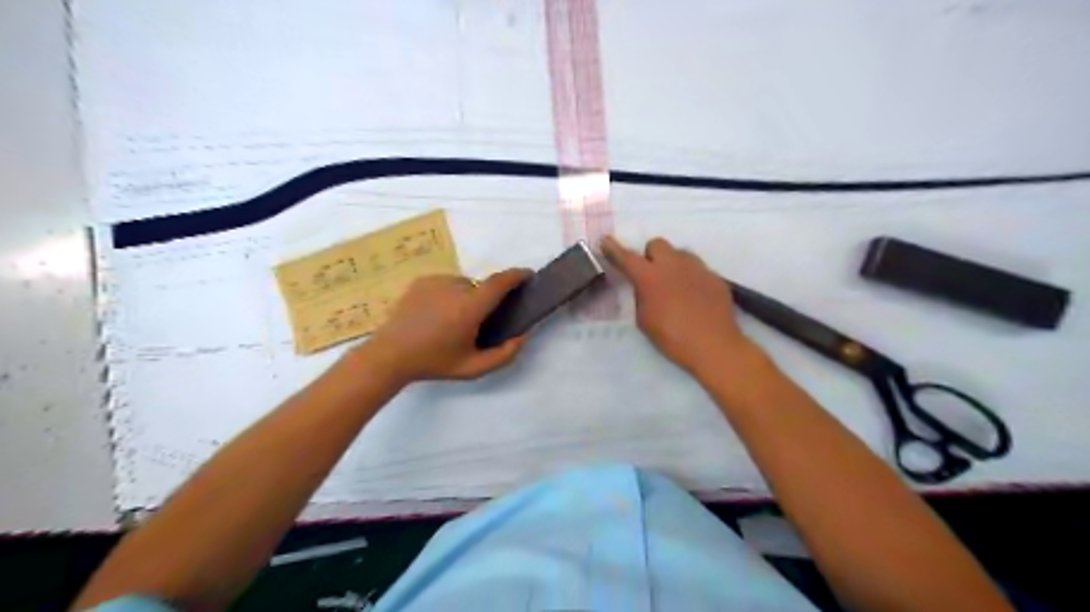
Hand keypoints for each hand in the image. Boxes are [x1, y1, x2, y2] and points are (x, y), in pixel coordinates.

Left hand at [362, 268, 533, 381]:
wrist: (390, 355)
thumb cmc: (434, 363)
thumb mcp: (473, 368)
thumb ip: (504, 355)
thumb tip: (523, 335)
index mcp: (469, 307)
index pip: (500, 282)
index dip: (517, 275)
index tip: (528, 275)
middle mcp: (455, 287)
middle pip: (482, 287)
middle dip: (486, 301)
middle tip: (478, 323)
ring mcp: (436, 281)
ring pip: (464, 285)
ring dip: (467, 298)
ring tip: (452, 321)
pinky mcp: (422, 280)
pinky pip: (447, 284)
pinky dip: (450, 295)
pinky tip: (436, 315)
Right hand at [596, 234, 758, 376]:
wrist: (714, 346)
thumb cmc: (672, 338)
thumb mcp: (644, 320)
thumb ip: (641, 297)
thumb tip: (645, 287)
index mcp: (650, 277)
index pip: (627, 257)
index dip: (614, 249)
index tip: (606, 241)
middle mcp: (673, 265)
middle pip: (657, 244)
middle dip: (651, 256)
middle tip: (652, 275)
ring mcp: (697, 268)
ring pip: (680, 253)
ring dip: (672, 264)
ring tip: (675, 286)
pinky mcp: (714, 276)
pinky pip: (698, 269)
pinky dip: (691, 278)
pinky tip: (695, 298)